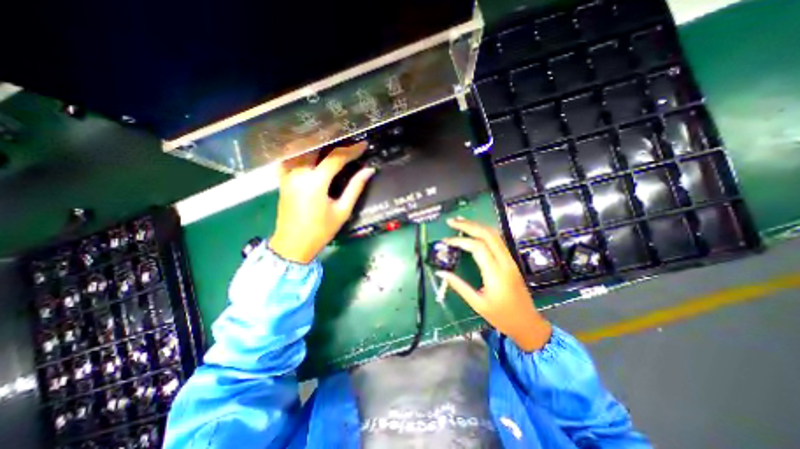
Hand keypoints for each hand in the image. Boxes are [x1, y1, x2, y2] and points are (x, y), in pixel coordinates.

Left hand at [269, 142, 375, 263]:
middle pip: (317, 148)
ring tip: (334, 142)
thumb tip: (369, 171)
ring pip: (303, 150)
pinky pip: (291, 159)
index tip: (364, 145)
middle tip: (349, 142)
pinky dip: (302, 152)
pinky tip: (311, 152)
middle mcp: (299, 173)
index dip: (351, 150)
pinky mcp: (282, 179)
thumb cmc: (321, 231)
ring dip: (319, 145)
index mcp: (315, 182)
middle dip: (335, 143)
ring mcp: (288, 175)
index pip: (336, 158)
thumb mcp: (342, 211)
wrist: (293, 245)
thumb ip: (355, 188)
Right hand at [434, 220, 553, 352]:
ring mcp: (510, 260)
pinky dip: (484, 232)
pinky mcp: (511, 261)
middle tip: (452, 222)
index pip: (477, 247)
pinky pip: (498, 240)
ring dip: (477, 225)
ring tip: (461, 222)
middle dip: (469, 225)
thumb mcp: (477, 303)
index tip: (446, 241)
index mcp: (496, 274)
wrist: (527, 324)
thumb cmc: (501, 317)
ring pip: (495, 235)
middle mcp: (505, 262)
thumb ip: (458, 285)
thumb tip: (441, 273)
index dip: (460, 241)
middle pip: (488, 234)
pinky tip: (475, 231)